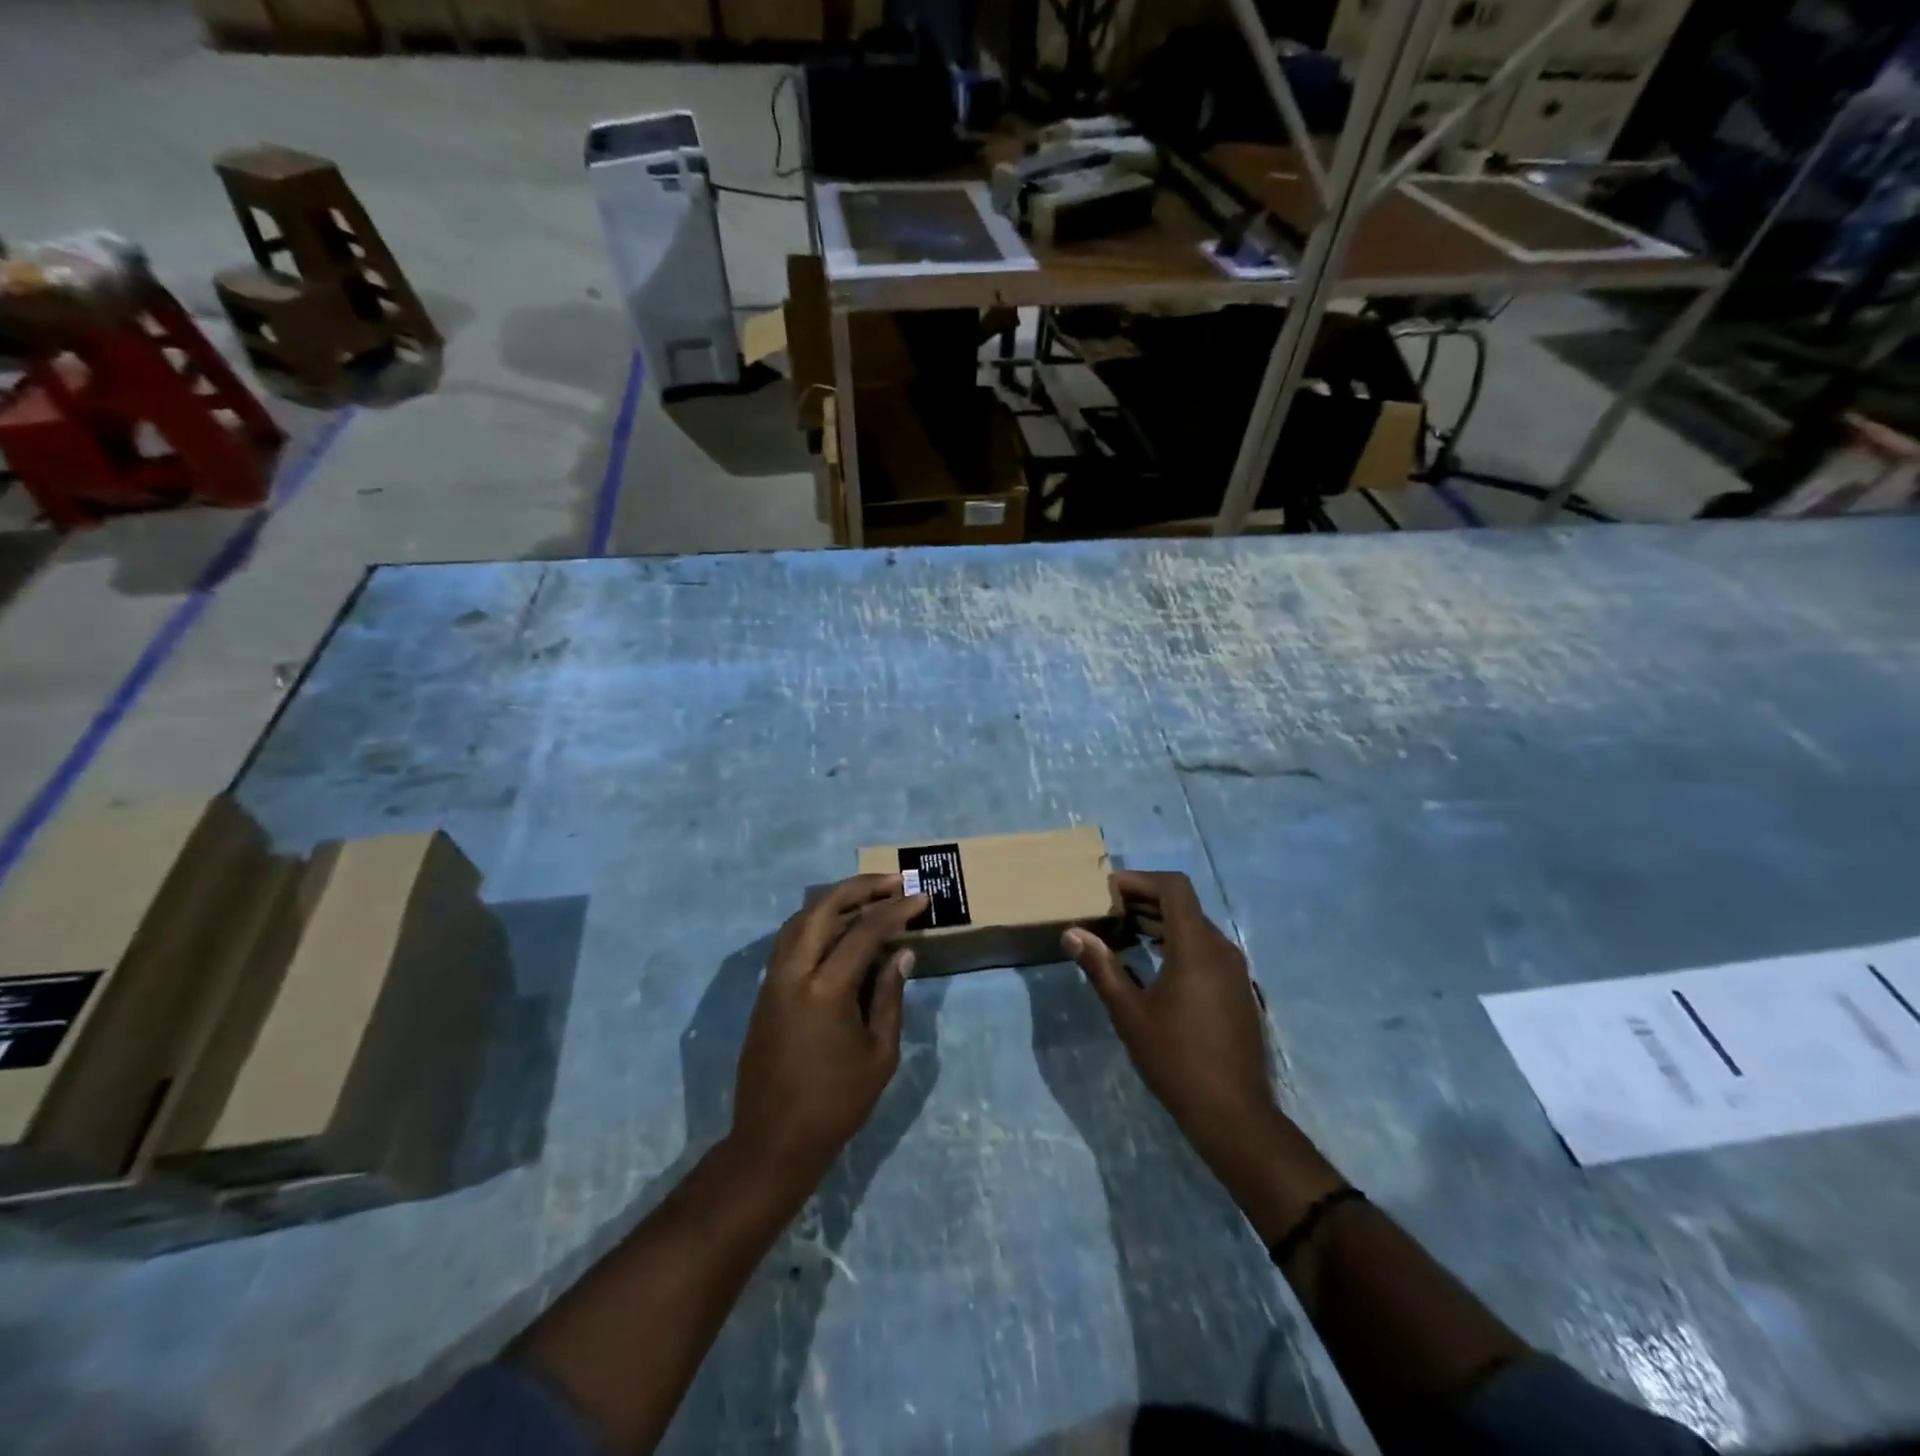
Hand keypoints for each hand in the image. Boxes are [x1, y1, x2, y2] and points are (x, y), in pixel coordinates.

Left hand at [731, 874, 927, 1193]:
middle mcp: (793, 973)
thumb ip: (890, 996)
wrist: (774, 1141)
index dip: (896, 910)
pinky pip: (790, 940)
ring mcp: (773, 980)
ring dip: (834, 901)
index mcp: (825, 990)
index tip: (921, 897)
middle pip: (822, 908)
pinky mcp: (765, 992)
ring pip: (800, 919)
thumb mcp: (879, 1054)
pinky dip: (816, 923)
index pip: (864, 932)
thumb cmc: (836, 1103)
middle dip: (859, 888)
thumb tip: (901, 953)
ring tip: (869, 897)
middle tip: (892, 881)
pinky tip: (839, 929)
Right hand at [1065, 870, 1346, 1237]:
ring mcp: (1234, 970)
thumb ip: (1101, 967)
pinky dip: (1177, 942)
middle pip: (1183, 904)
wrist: (1233, 1114)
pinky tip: (1152, 963)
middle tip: (1108, 910)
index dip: (1140, 880)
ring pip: (1195, 927)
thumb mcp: (1129, 1013)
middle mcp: (1221, 948)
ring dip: (1160, 921)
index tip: (1108, 891)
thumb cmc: (1176, 1059)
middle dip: (1145, 899)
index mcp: (1196, 947)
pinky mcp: (1238, 989)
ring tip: (1123, 932)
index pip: (1173, 887)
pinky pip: (1205, 949)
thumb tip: (1072, 933)